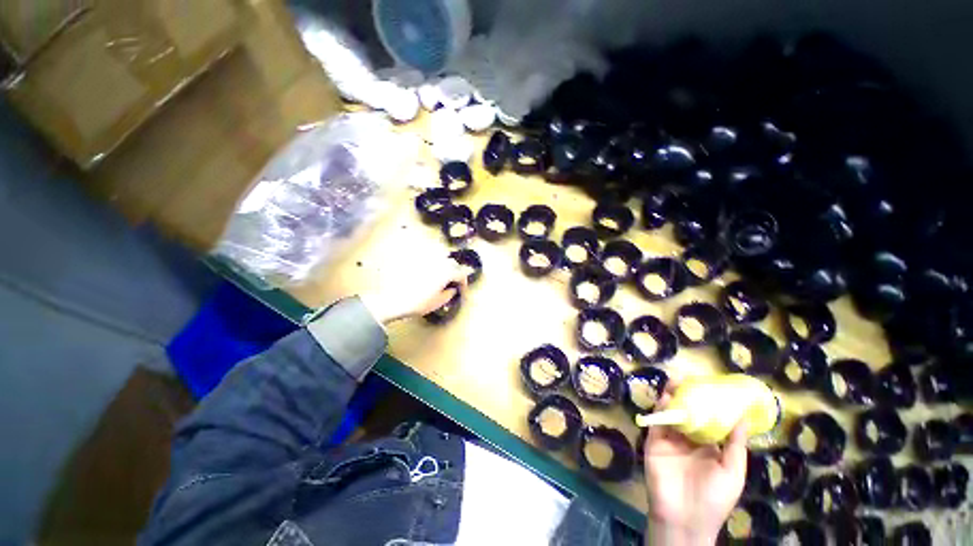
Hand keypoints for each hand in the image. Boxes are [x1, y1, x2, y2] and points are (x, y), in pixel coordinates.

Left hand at [358, 248, 468, 324]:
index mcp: (446, 272)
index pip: (461, 273)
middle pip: (452, 263)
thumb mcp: (438, 302)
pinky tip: (427, 272)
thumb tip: (453, 289)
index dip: (464, 282)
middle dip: (455, 271)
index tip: (461, 289)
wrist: (393, 299)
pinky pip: (427, 258)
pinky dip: (431, 263)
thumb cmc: (418, 303)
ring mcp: (426, 259)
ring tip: (441, 276)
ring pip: (441, 257)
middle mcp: (438, 261)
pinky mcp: (414, 259)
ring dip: (444, 265)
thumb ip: (449, 294)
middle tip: (452, 282)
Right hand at [643, 379, 747, 545]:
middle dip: (686, 396)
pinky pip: (656, 424)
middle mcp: (688, 440)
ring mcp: (669, 441)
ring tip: (674, 382)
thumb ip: (735, 445)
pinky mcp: (654, 443)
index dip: (707, 403)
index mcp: (708, 447)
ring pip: (670, 415)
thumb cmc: (714, 498)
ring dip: (671, 398)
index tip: (709, 386)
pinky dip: (660, 410)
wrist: (685, 518)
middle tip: (687, 379)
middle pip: (686, 413)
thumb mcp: (733, 472)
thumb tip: (742, 417)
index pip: (707, 420)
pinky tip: (665, 399)